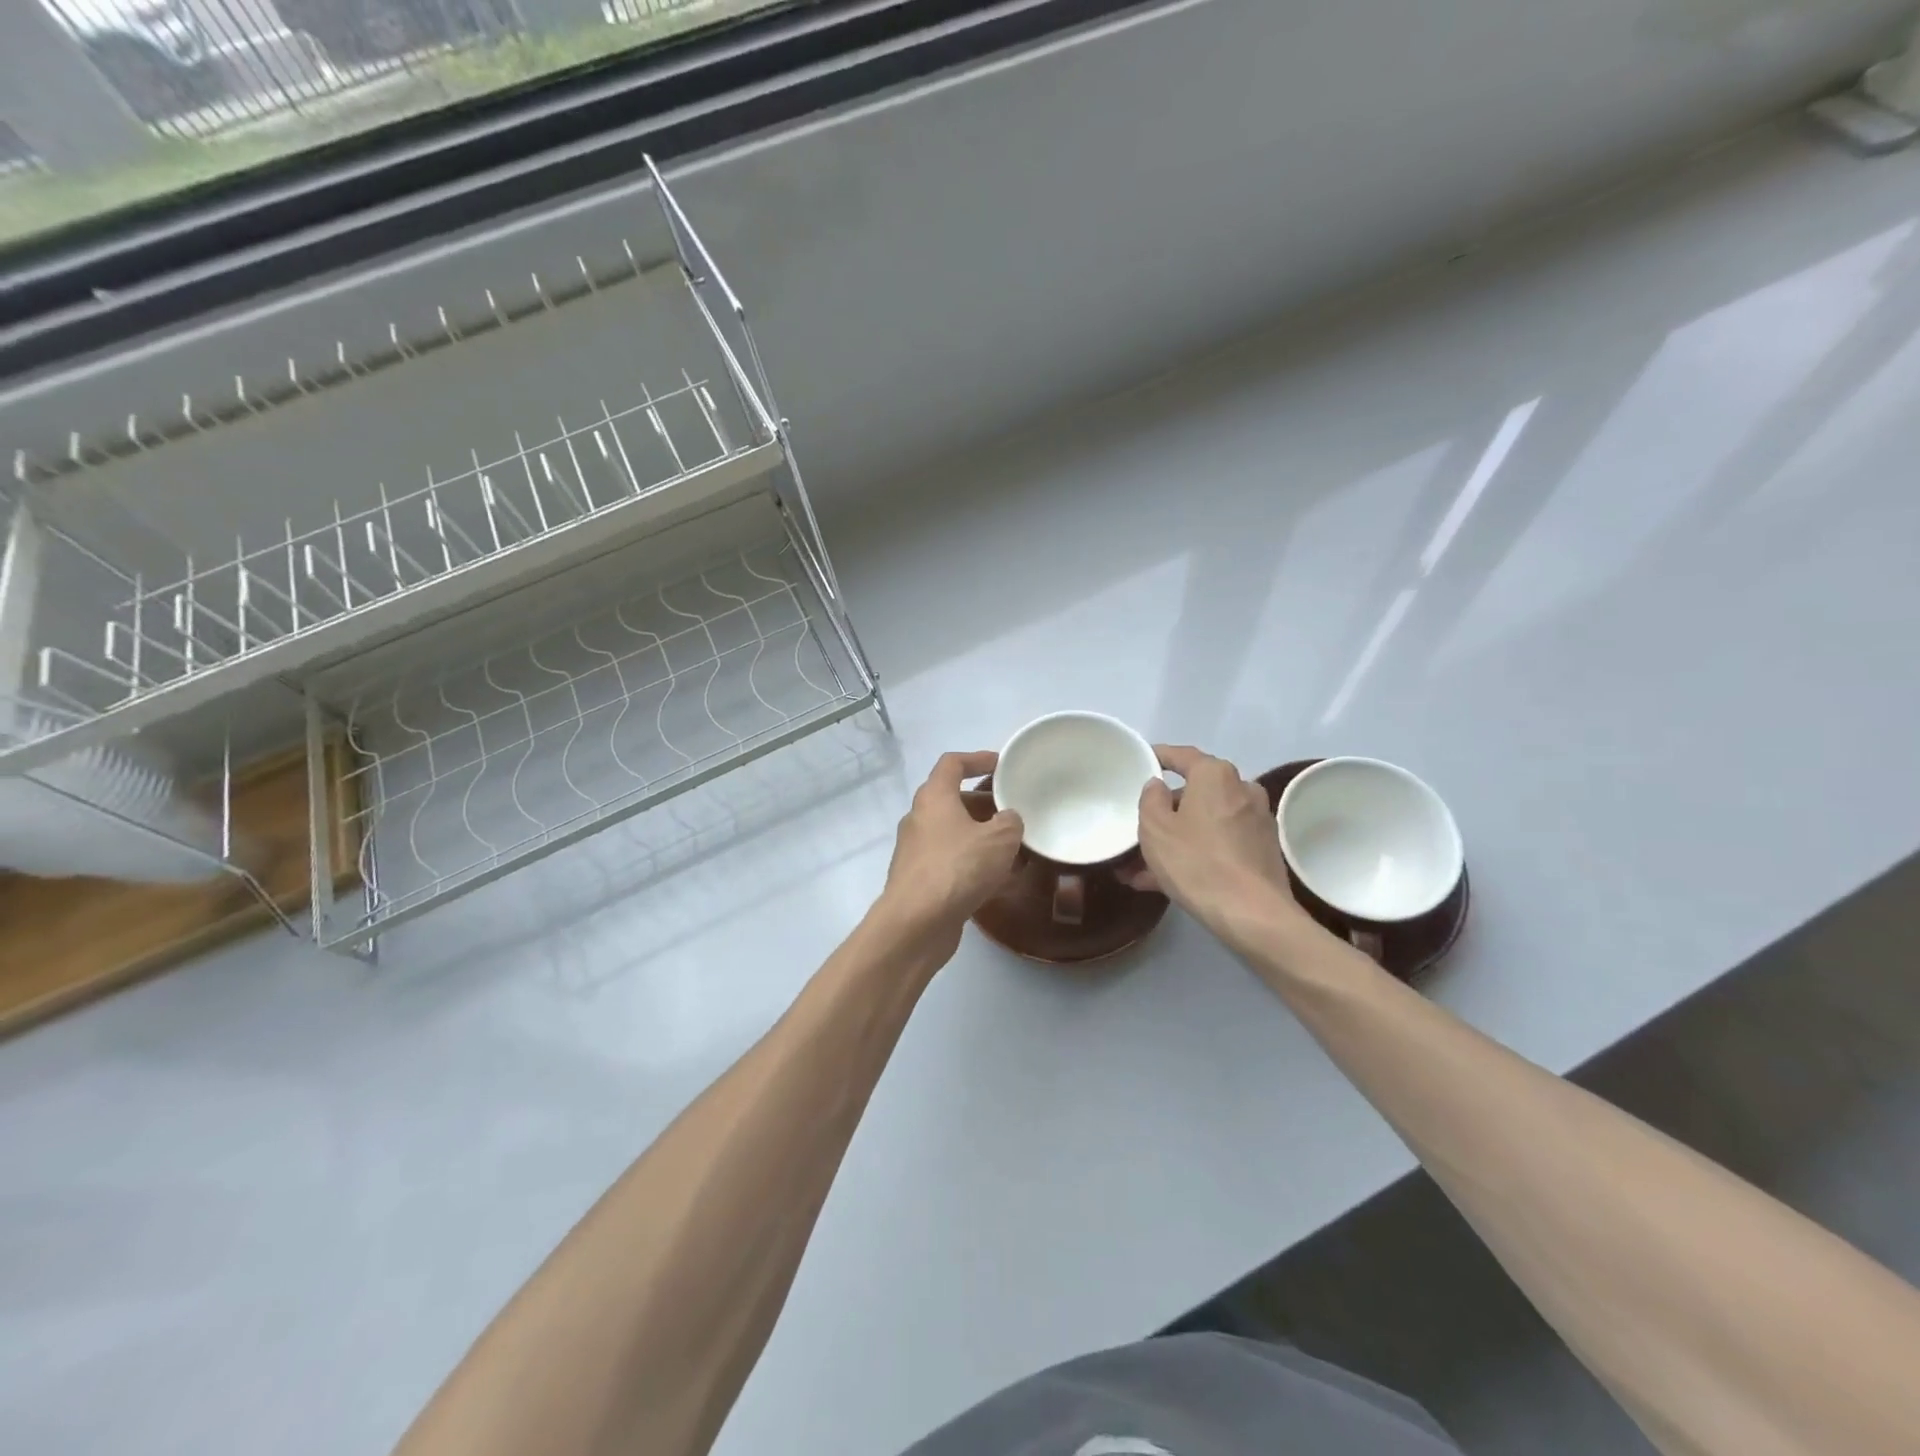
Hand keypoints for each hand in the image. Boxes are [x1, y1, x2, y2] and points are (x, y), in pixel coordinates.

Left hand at [877, 751, 1023, 951]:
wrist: (916, 923)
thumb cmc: (957, 868)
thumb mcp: (999, 839)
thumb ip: (1010, 822)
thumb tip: (1008, 820)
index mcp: (933, 797)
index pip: (952, 764)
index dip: (977, 759)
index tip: (1001, 764)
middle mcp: (919, 819)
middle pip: (953, 800)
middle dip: (984, 804)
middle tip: (1013, 812)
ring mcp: (916, 851)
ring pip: (953, 833)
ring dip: (980, 836)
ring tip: (1013, 848)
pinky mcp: (919, 880)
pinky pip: (950, 861)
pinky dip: (972, 863)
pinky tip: (998, 880)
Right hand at [1135, 745, 1305, 949]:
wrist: (1253, 915)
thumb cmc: (1197, 862)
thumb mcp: (1155, 828)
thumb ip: (1150, 799)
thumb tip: (1159, 786)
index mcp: (1215, 776)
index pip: (1182, 756)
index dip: (1158, 756)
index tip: (1142, 760)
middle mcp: (1241, 790)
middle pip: (1195, 793)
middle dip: (1165, 812)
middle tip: (1138, 829)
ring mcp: (1256, 821)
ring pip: (1205, 823)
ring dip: (1176, 839)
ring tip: (1142, 867)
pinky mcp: (1262, 851)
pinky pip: (1219, 843)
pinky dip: (1196, 853)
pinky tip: (1167, 881)